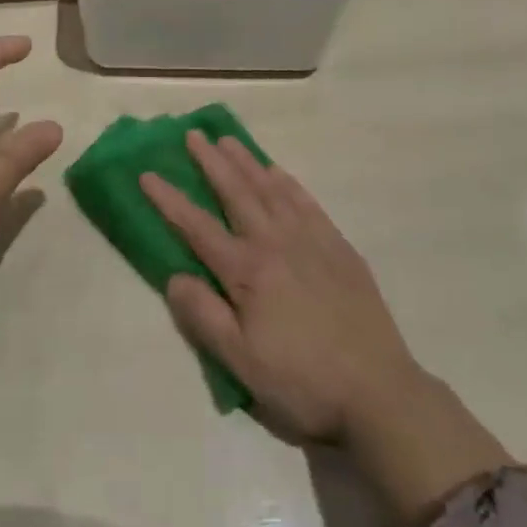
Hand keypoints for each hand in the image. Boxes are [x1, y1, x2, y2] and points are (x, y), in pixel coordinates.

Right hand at [142, 132, 418, 444]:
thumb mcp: (242, 363)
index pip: (197, 226)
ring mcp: (310, 240)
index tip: (147, 174)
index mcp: (247, 271)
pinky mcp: (338, 247)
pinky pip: (307, 202)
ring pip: (271, 189)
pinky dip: (288, 182)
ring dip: (247, 162)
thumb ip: (204, 316)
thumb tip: (173, 276)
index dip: (169, 200)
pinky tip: (278, 172)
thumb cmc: (302, 382)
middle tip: (193, 134)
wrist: (380, 392)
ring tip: (228, 140)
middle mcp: (275, 243)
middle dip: (211, 162)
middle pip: (236, 193)